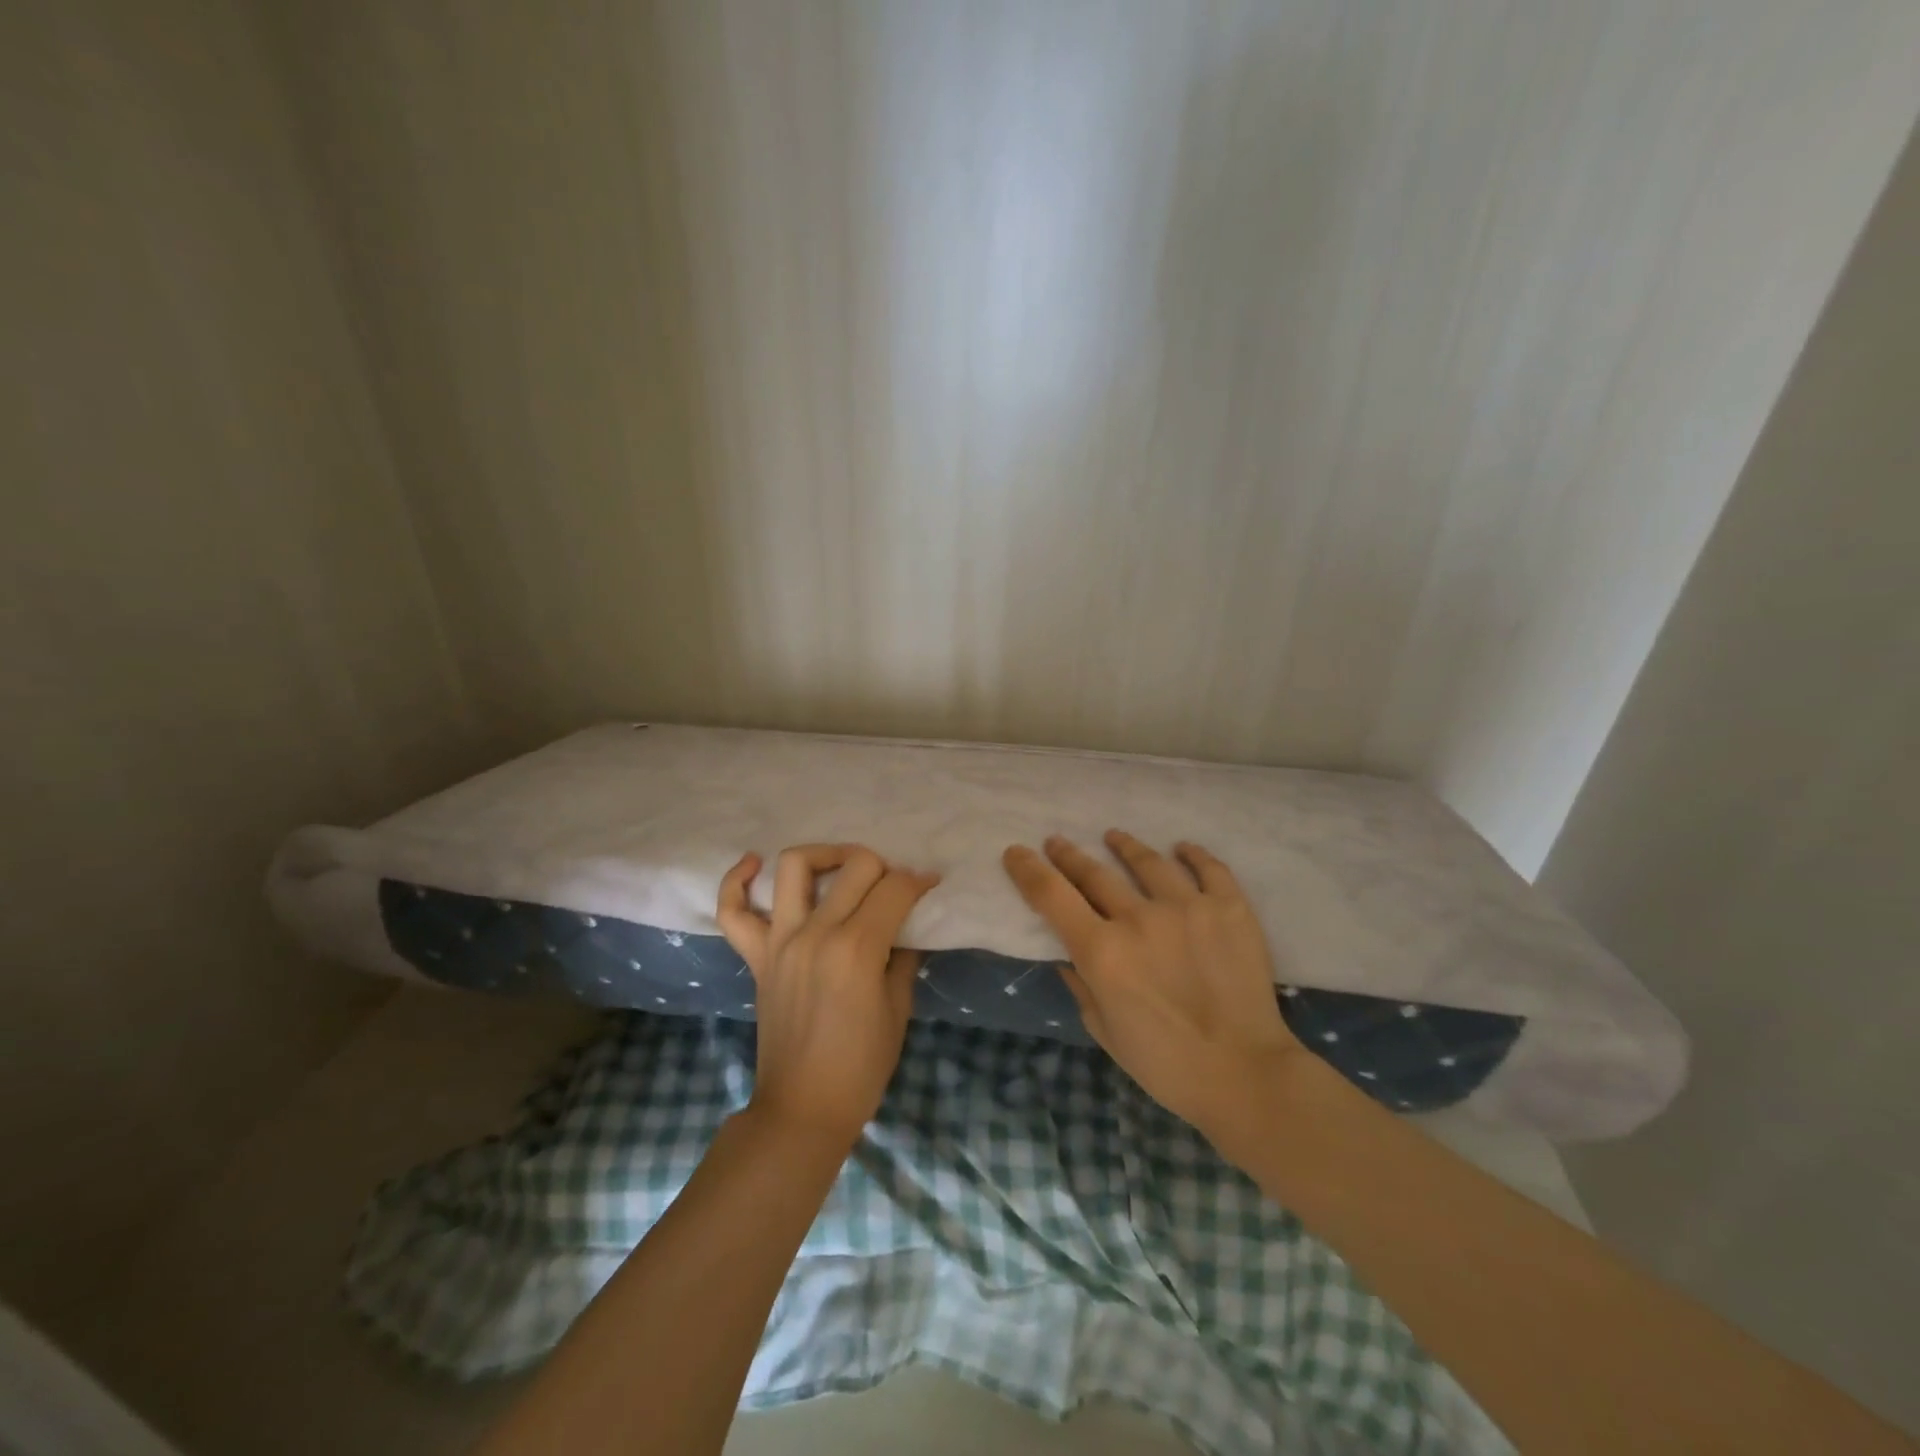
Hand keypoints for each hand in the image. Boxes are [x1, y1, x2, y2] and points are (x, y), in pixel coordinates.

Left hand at [716, 844, 938, 1147]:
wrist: (803, 1108)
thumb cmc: (861, 1066)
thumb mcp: (898, 1008)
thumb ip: (903, 955)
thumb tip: (907, 923)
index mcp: (857, 950)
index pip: (894, 889)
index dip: (919, 881)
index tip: (930, 885)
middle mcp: (816, 933)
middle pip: (855, 866)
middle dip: (884, 867)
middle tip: (893, 887)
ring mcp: (780, 941)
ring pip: (794, 866)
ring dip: (824, 855)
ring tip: (842, 866)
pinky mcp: (756, 956)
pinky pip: (733, 911)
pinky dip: (737, 880)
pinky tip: (755, 864)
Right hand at [1002, 830, 1309, 1144]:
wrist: (1245, 1075)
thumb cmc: (1165, 1064)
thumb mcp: (1103, 1030)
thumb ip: (1080, 984)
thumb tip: (1066, 953)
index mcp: (1102, 951)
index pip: (1051, 895)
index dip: (1028, 870)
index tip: (1016, 853)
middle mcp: (1138, 918)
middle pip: (1094, 873)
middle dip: (1068, 855)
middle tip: (1056, 842)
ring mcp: (1187, 907)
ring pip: (1148, 861)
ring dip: (1124, 845)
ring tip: (1113, 837)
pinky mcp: (1229, 908)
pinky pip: (1208, 868)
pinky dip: (1192, 854)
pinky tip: (1181, 848)